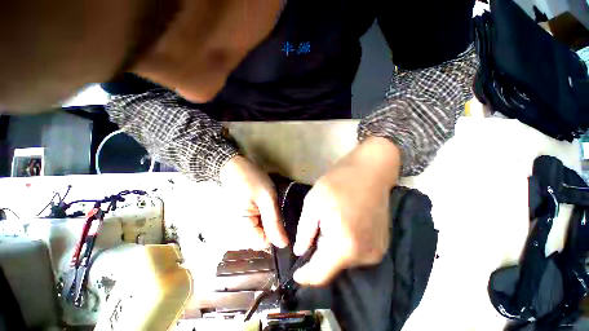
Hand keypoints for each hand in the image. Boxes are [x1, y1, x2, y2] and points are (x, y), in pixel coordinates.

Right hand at [219, 155, 288, 248]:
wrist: (233, 165)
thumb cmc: (250, 179)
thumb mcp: (266, 198)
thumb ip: (273, 222)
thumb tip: (284, 245)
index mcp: (241, 229)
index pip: (264, 244)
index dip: (277, 233)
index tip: (283, 219)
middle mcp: (236, 232)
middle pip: (261, 238)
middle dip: (273, 226)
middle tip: (277, 208)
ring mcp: (238, 225)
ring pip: (259, 230)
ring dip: (269, 220)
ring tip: (271, 205)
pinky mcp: (241, 217)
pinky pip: (255, 223)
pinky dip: (263, 216)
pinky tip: (266, 205)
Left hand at [293, 137, 400, 285]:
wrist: (370, 171)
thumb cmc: (338, 183)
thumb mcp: (313, 202)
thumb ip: (305, 231)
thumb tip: (301, 252)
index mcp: (345, 245)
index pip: (321, 274)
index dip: (306, 276)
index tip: (296, 273)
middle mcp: (364, 255)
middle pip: (333, 266)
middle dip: (319, 254)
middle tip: (315, 230)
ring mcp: (376, 250)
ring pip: (344, 259)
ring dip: (332, 247)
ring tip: (330, 222)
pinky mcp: (381, 244)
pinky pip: (356, 252)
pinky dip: (344, 244)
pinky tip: (343, 224)